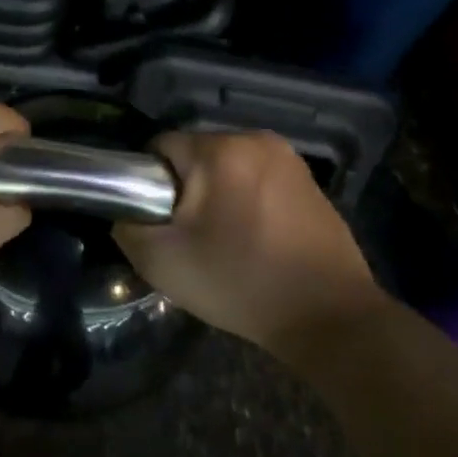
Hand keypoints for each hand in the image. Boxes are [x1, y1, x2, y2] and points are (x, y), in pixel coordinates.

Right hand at [113, 131, 381, 354]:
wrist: (329, 316)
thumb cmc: (240, 283)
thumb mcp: (162, 262)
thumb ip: (128, 227)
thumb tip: (127, 212)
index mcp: (220, 150)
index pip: (160, 147)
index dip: (149, 184)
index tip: (159, 221)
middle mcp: (256, 139)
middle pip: (196, 155)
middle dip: (186, 189)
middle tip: (189, 237)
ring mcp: (289, 159)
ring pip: (227, 167)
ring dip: (217, 195)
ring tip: (222, 241)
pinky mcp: (310, 181)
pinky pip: (258, 179)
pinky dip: (246, 201)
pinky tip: (253, 239)